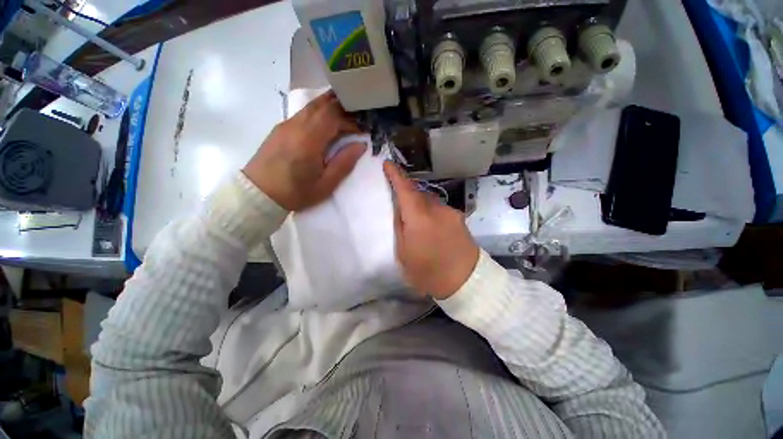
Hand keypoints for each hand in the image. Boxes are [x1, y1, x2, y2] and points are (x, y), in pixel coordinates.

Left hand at [243, 91, 364, 210]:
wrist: (259, 193)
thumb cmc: (295, 192)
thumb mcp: (326, 184)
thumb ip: (344, 163)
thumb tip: (361, 145)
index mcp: (309, 140)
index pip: (333, 115)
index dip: (351, 118)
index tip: (363, 129)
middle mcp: (296, 126)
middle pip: (323, 104)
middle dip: (343, 107)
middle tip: (358, 117)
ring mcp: (286, 124)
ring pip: (312, 106)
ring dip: (331, 107)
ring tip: (346, 117)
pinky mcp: (281, 128)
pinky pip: (303, 113)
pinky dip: (319, 113)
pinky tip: (326, 124)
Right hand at [384, 162, 479, 299]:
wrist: (467, 282)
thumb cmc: (428, 272)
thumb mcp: (403, 253)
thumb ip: (400, 226)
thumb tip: (399, 208)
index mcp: (419, 218)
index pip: (405, 189)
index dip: (395, 175)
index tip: (387, 164)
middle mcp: (436, 209)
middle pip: (418, 193)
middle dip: (407, 193)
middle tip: (398, 201)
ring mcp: (450, 212)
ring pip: (429, 200)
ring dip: (420, 204)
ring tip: (415, 219)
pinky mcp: (459, 218)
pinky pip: (439, 208)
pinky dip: (431, 212)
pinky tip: (430, 226)